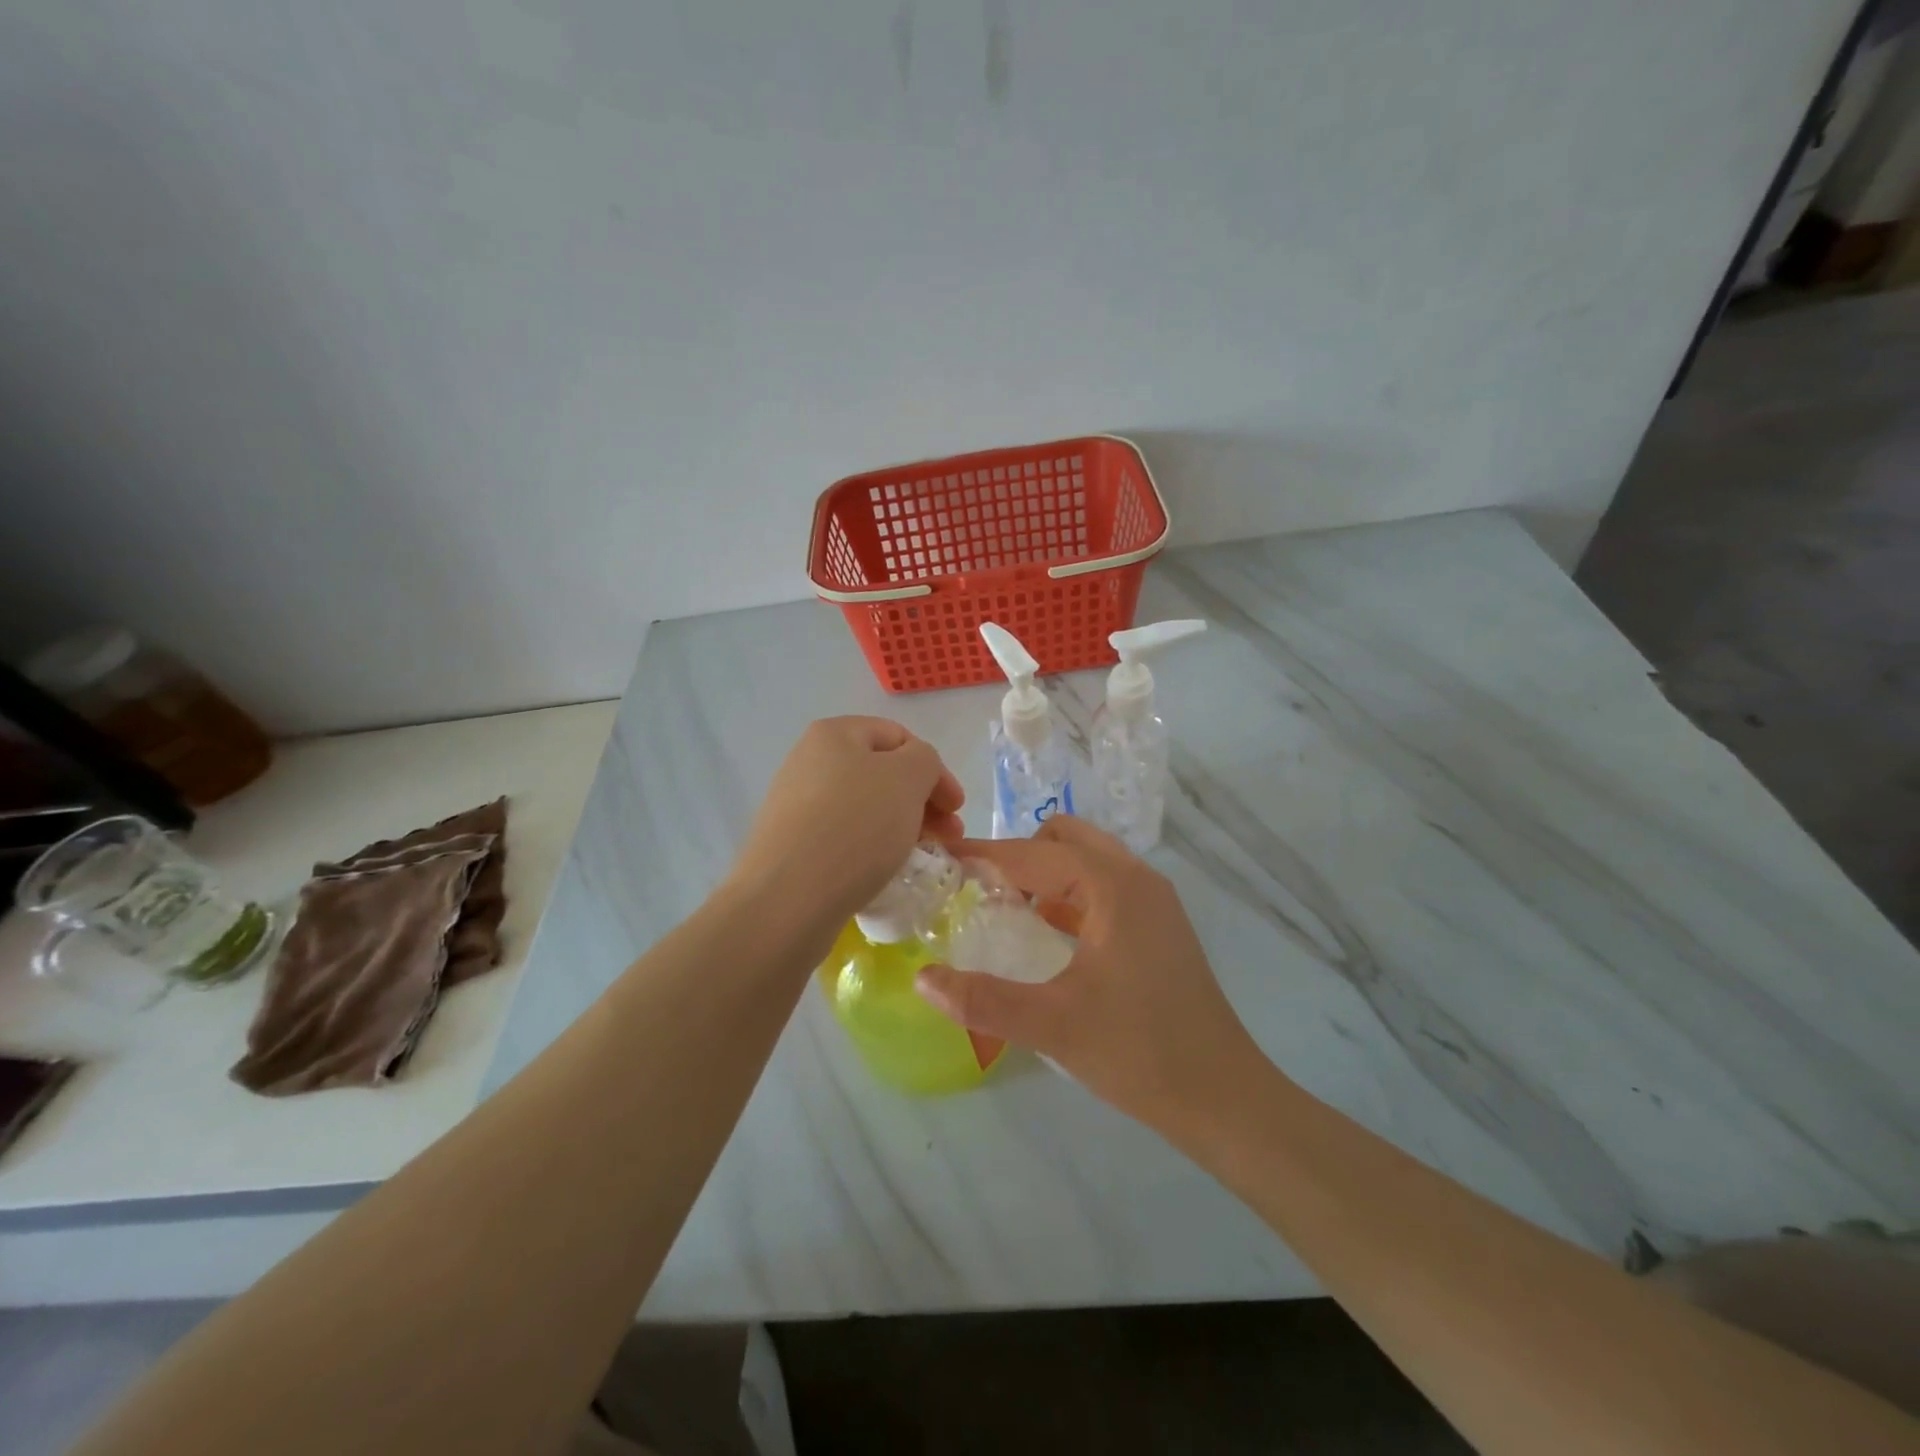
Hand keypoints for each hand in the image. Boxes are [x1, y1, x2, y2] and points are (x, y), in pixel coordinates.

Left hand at [727, 717, 963, 951]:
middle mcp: (809, 761)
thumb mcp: (907, 778)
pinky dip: (872, 848)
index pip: (899, 737)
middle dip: (922, 801)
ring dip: (901, 826)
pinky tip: (884, 871)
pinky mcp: (792, 845)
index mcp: (834, 734)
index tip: (957, 808)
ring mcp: (796, 805)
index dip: (935, 769)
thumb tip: (916, 772)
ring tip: (922, 856)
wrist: (787, 899)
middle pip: (882, 774)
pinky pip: (844, 837)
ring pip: (865, 807)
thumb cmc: (855, 826)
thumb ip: (925, 760)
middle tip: (949, 836)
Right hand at [914, 816, 1266, 1134]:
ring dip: (1044, 874)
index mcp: (1113, 886)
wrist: (1223, 1098)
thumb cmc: (1138, 1052)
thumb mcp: (1052, 1025)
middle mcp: (1136, 878)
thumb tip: (922, 978)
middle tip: (978, 891)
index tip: (942, 864)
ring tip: (1003, 909)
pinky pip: (1102, 888)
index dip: (985, 856)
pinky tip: (1045, 934)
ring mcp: (1153, 901)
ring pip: (1086, 861)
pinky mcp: (1158, 926)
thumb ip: (982, 999)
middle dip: (1018, 856)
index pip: (1034, 852)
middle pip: (1064, 839)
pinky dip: (1068, 895)